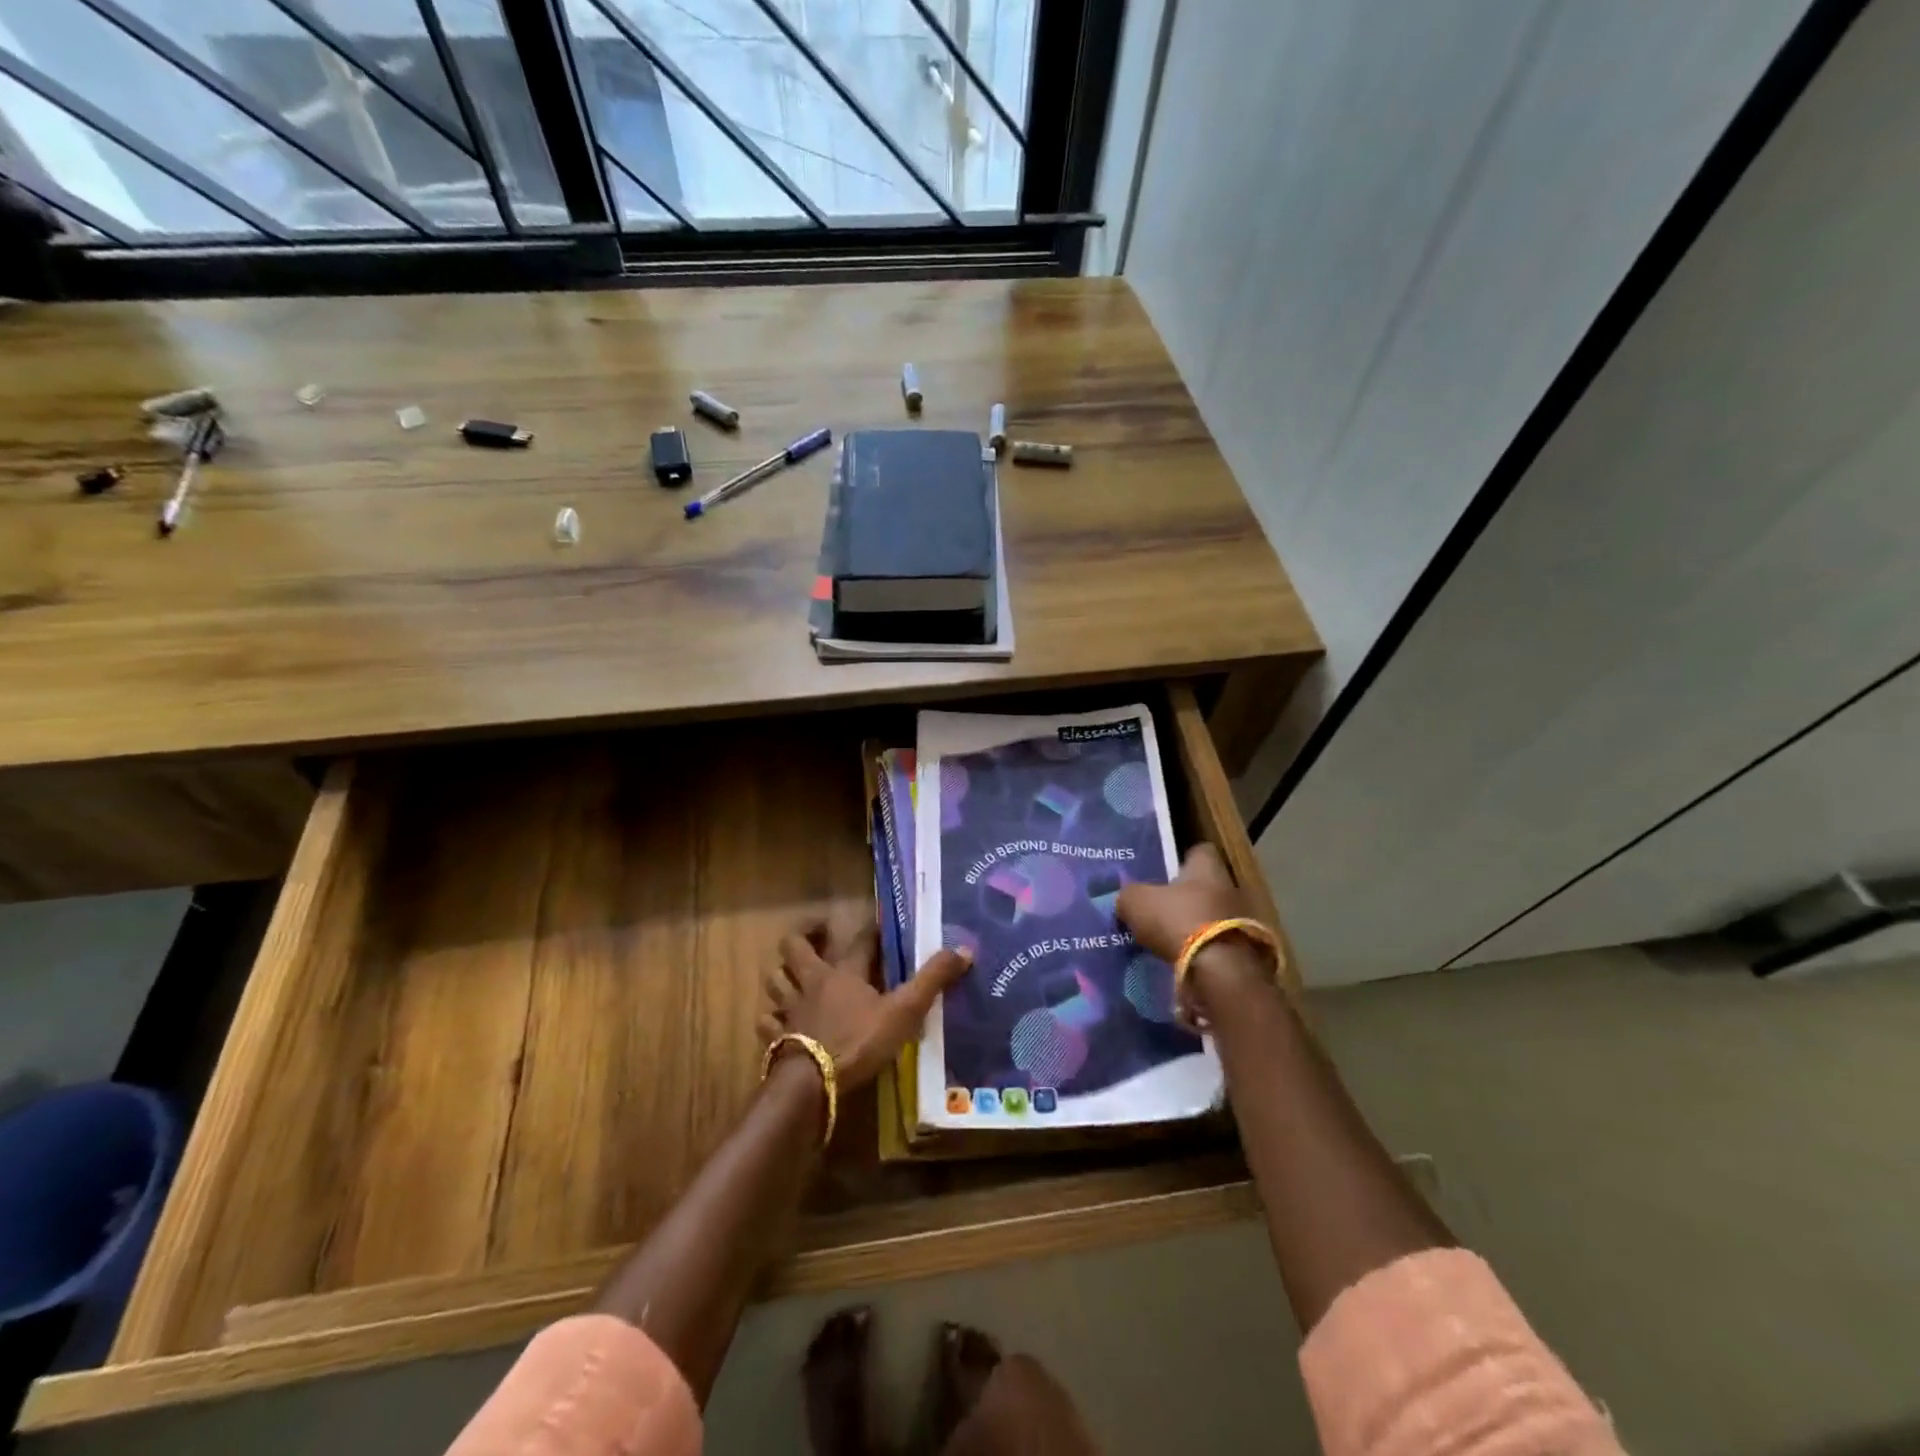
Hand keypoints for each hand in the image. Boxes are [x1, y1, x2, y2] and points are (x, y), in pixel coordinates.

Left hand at [761, 914, 972, 1090]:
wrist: (813, 1081)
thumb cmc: (860, 1040)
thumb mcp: (905, 1010)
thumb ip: (932, 981)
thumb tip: (964, 950)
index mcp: (844, 973)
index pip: (858, 941)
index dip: (870, 930)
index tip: (877, 924)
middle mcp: (812, 983)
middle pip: (794, 948)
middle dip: (803, 938)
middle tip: (819, 936)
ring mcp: (790, 1010)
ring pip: (775, 980)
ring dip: (782, 975)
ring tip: (794, 975)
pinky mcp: (777, 1038)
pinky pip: (766, 1021)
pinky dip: (770, 1018)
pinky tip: (777, 1021)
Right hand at [1116, 844, 1271, 1025]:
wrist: (1220, 972)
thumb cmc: (1178, 921)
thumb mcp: (1136, 902)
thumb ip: (1129, 895)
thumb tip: (1126, 899)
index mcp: (1207, 868)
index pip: (1200, 851)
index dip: (1181, 858)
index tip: (1163, 870)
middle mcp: (1230, 888)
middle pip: (1205, 886)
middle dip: (1184, 896)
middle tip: (1158, 907)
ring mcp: (1242, 921)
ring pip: (1211, 916)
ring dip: (1193, 925)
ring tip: (1167, 938)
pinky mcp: (1244, 952)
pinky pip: (1217, 944)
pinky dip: (1201, 951)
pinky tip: (1181, 959)